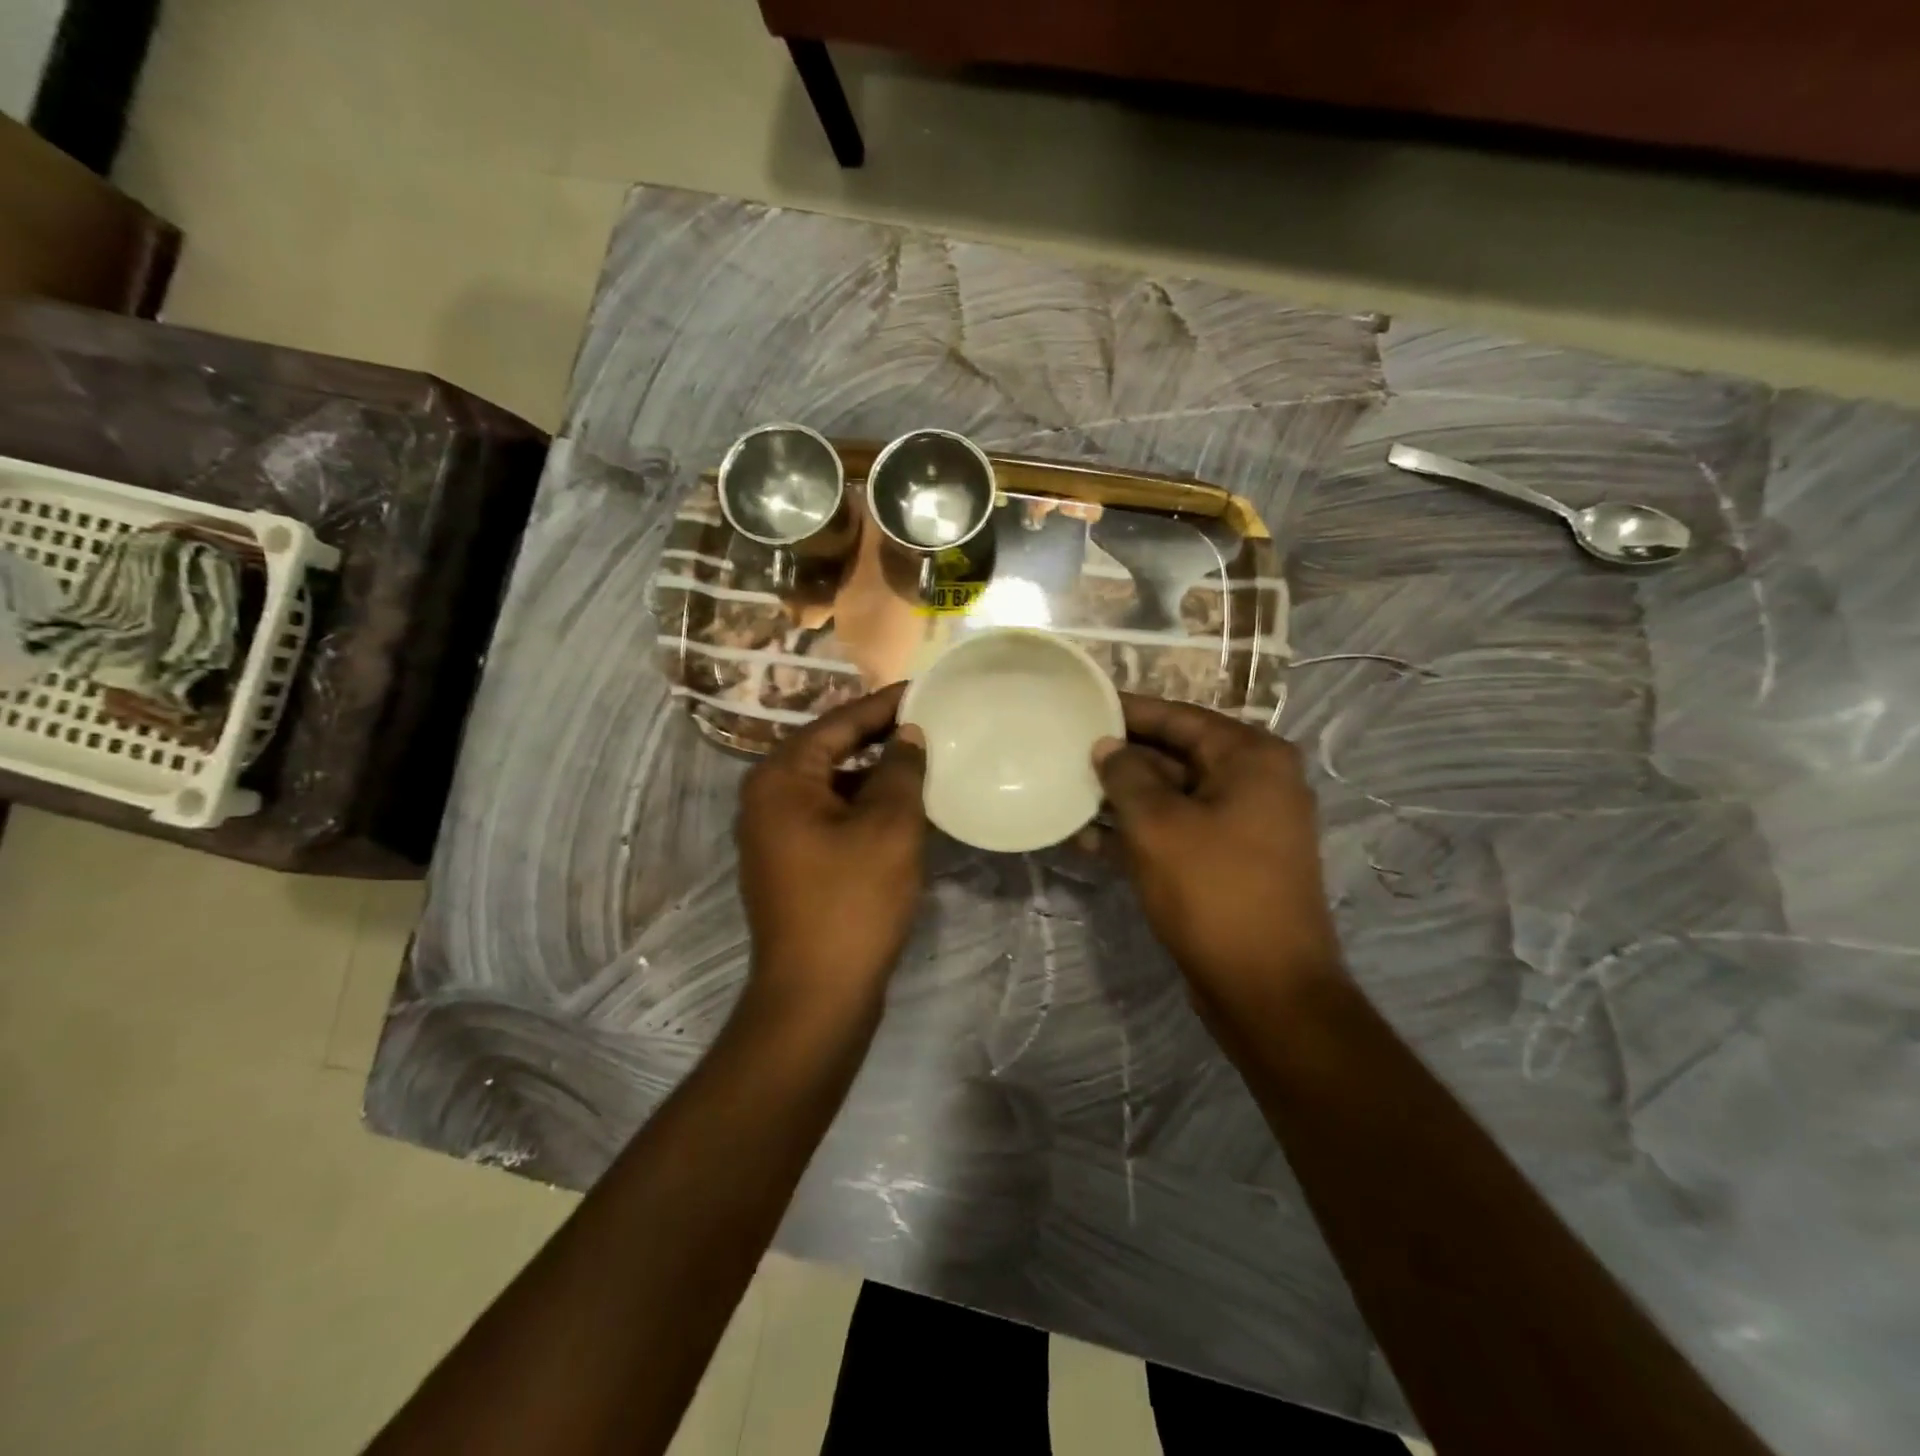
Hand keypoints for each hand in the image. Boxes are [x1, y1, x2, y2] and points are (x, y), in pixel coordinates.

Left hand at [736, 684, 927, 1015]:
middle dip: (879, 737)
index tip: (924, 689)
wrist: (816, 995)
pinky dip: (863, 806)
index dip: (884, 704)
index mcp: (781, 778)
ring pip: (832, 786)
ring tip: (923, 762)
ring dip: (874, 775)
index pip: (838, 723)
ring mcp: (775, 834)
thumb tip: (908, 734)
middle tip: (929, 722)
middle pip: (830, 750)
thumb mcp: (889, 826)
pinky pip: (830, 816)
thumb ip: (901, 769)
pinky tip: (902, 809)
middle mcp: (767, 798)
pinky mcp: (790, 863)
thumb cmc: (853, 901)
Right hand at [1094, 694, 1342, 1023]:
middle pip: (1175, 755)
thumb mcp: (1159, 825)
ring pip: (1171, 797)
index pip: (1179, 717)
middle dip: (1120, 758)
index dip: (1129, 711)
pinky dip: (1137, 833)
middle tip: (1066, 750)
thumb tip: (1107, 747)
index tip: (1083, 704)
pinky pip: (1177, 832)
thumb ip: (1126, 775)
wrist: (1267, 990)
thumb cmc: (1214, 891)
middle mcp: (1255, 783)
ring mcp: (1243, 826)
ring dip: (1122, 800)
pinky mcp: (1227, 863)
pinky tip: (1086, 840)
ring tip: (1066, 793)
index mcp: (1251, 758)